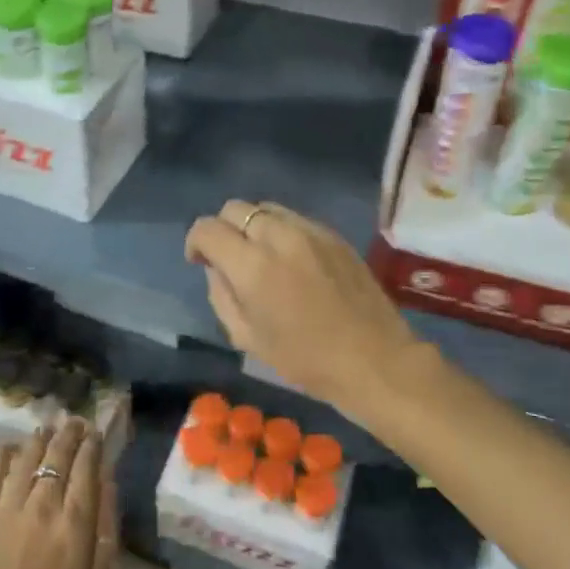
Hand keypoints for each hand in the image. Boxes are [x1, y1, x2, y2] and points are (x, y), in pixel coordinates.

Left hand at [0, 420, 118, 568]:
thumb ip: (106, 525)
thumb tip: (106, 483)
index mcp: (75, 521)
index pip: (86, 466)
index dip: (92, 444)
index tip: (95, 433)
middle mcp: (43, 505)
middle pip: (57, 454)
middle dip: (69, 433)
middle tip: (73, 422)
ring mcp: (8, 507)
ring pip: (26, 456)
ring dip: (39, 438)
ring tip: (46, 429)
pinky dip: (2, 455)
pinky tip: (10, 448)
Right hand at [184, 199, 424, 422]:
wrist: (374, 359)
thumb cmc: (305, 360)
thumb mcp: (247, 338)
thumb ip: (221, 295)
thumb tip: (216, 268)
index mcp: (252, 266)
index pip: (208, 229)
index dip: (196, 242)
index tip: (199, 261)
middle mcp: (278, 236)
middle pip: (235, 208)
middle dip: (224, 229)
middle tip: (229, 259)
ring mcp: (310, 231)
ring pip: (266, 208)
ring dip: (253, 226)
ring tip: (261, 256)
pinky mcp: (333, 234)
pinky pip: (295, 219)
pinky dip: (281, 231)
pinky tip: (292, 260)